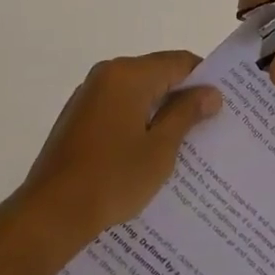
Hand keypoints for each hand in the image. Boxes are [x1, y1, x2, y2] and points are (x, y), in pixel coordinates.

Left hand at [10, 51, 221, 248]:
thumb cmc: (112, 178)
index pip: (178, 62)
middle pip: (156, 73)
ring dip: (158, 111)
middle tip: (209, 126)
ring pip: (136, 92)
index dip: (203, 79)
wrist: (51, 212)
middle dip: (182, 96)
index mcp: (128, 74)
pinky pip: (117, 107)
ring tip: (183, 143)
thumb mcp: (160, 149)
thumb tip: (210, 92)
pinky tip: (147, 152)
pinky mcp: (78, 116)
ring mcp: (88, 94)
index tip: (223, 104)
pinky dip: (136, 121)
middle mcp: (107, 74)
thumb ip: (186, 114)